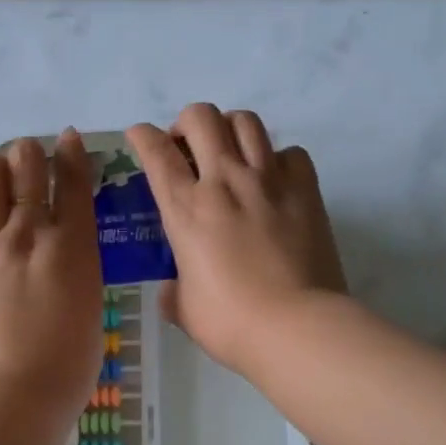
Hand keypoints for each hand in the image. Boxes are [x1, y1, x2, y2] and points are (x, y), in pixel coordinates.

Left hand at [0, 132, 103, 416]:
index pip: (72, 181)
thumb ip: (76, 266)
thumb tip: (62, 250)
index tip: (69, 138)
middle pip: (25, 165)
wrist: (11, 393)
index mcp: (72, 244)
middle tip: (31, 161)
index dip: (72, 152)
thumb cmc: (68, 362)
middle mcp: (28, 233)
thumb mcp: (90, 303)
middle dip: (30, 153)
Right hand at [127, 104, 345, 376]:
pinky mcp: (305, 190)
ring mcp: (268, 180)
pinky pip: (291, 153)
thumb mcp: (185, 309)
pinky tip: (274, 179)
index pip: (155, 152)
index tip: (139, 137)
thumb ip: (174, 291)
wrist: (296, 327)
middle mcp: (224, 181)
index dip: (142, 135)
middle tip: (187, 148)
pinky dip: (278, 158)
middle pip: (201, 117)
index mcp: (186, 209)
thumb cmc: (231, 323)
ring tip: (229, 152)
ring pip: (246, 121)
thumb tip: (174, 288)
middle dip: (187, 122)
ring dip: (230, 128)